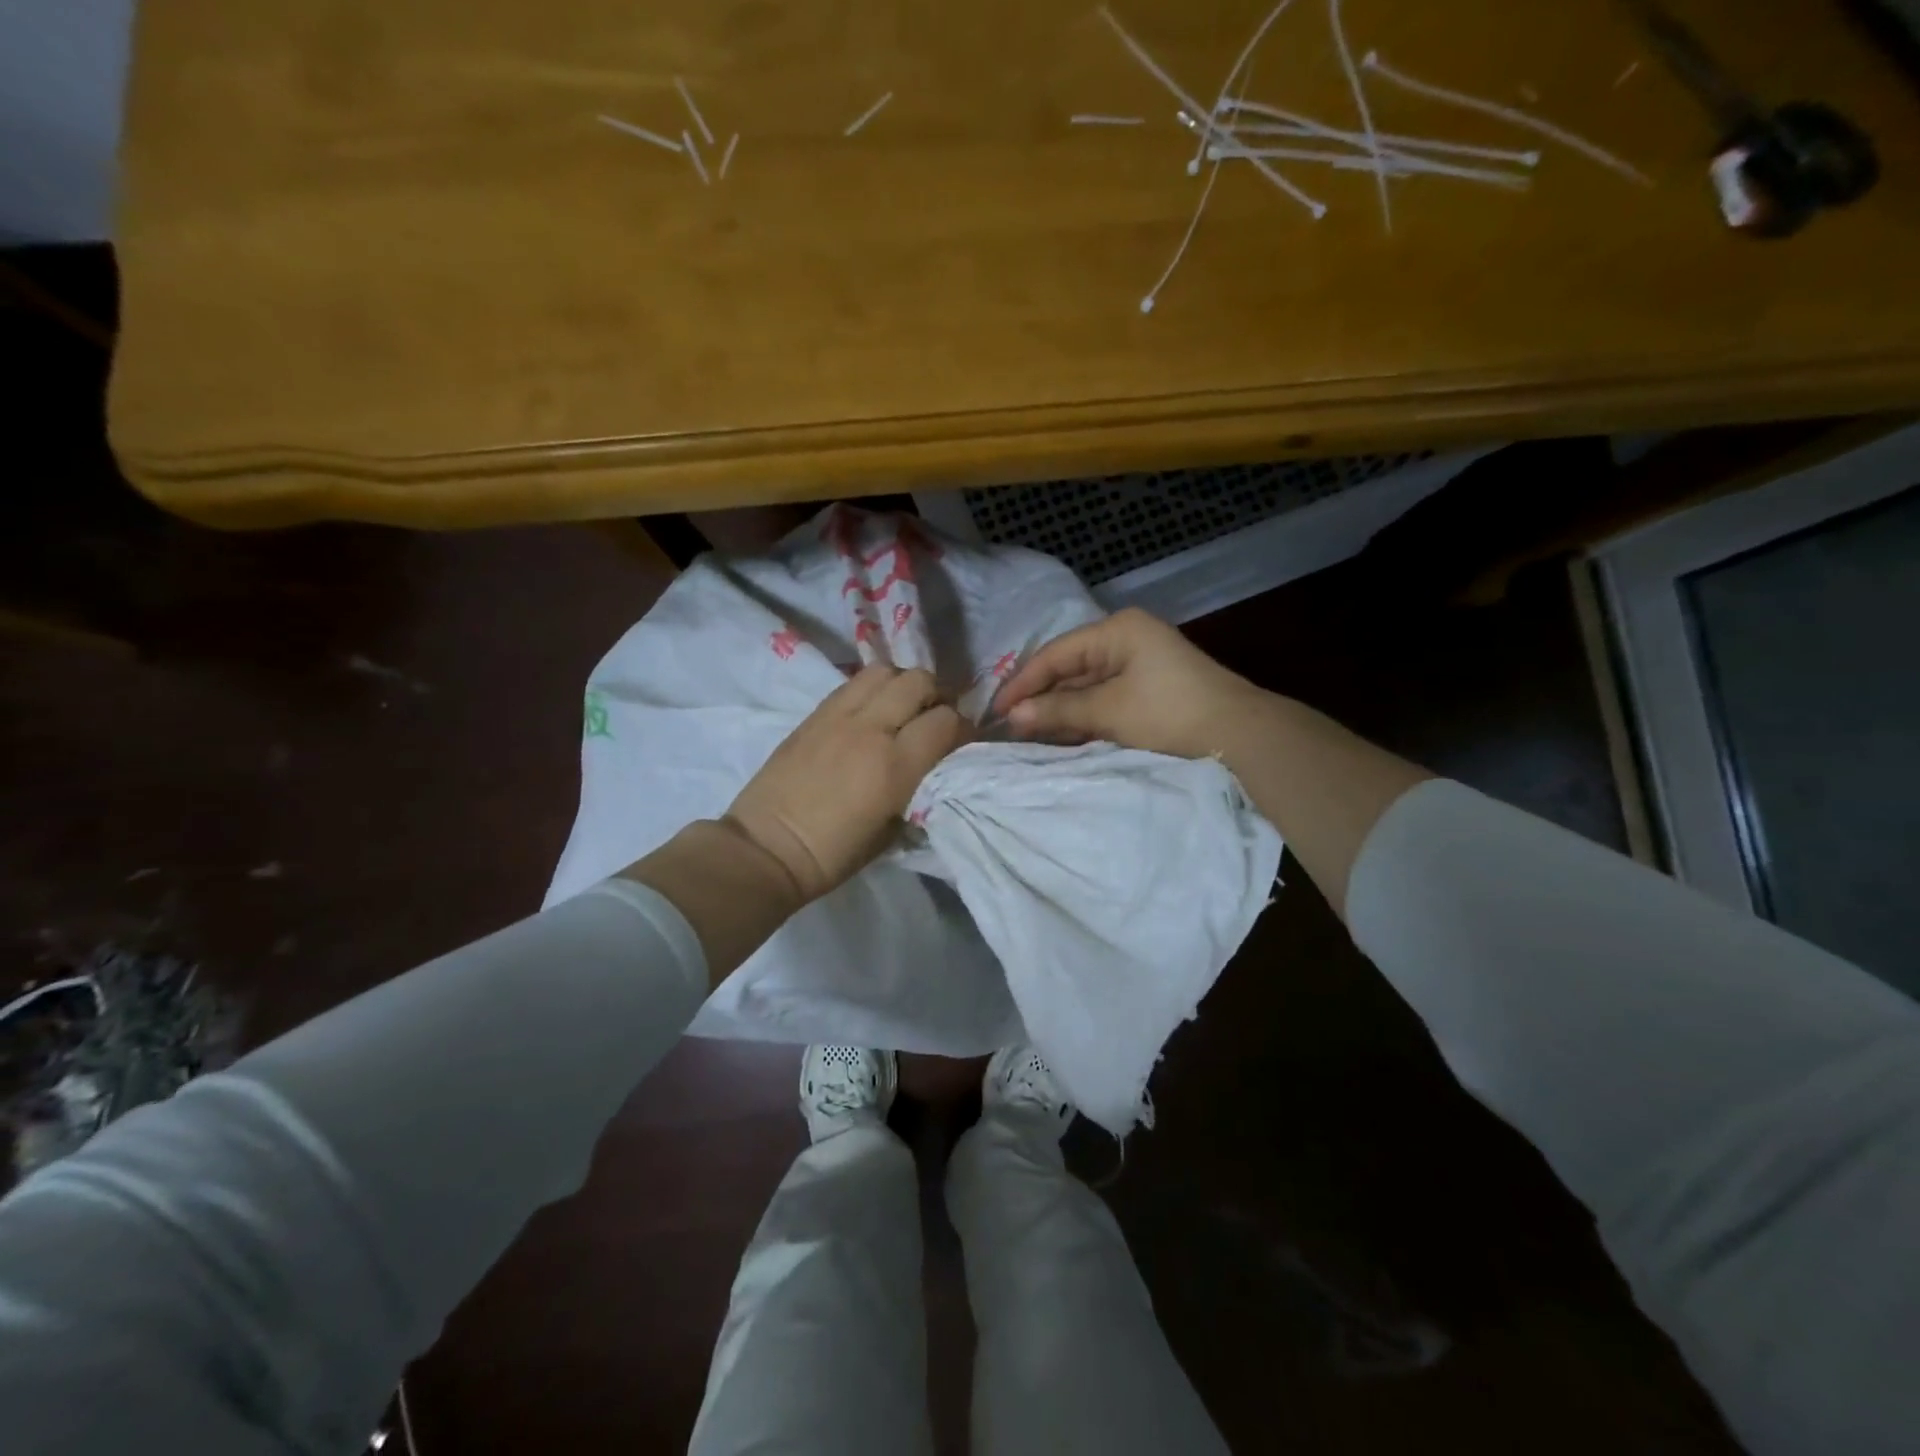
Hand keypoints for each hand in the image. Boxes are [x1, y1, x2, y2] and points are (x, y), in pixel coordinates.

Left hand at [725, 665, 968, 902]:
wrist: (768, 848)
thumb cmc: (834, 854)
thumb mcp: (893, 832)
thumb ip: (918, 790)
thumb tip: (932, 768)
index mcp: (895, 766)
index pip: (946, 721)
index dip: (962, 728)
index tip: (959, 742)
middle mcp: (871, 729)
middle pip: (919, 681)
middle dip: (936, 696)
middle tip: (933, 718)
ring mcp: (839, 716)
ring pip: (885, 671)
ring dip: (902, 685)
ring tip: (901, 708)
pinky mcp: (815, 713)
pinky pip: (853, 683)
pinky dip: (872, 689)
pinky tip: (871, 712)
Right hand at [992, 608, 1261, 759]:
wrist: (1240, 736)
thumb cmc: (1170, 713)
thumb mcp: (1110, 711)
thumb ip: (1059, 710)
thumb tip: (1011, 717)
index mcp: (1117, 630)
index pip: (1056, 653)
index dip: (1023, 682)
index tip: (995, 711)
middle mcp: (1126, 639)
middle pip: (1069, 667)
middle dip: (1040, 697)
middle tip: (1007, 725)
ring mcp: (1139, 664)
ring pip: (1085, 686)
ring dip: (1059, 709)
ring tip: (1027, 734)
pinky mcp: (1148, 689)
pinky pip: (1103, 699)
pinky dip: (1082, 716)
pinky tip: (1061, 736)